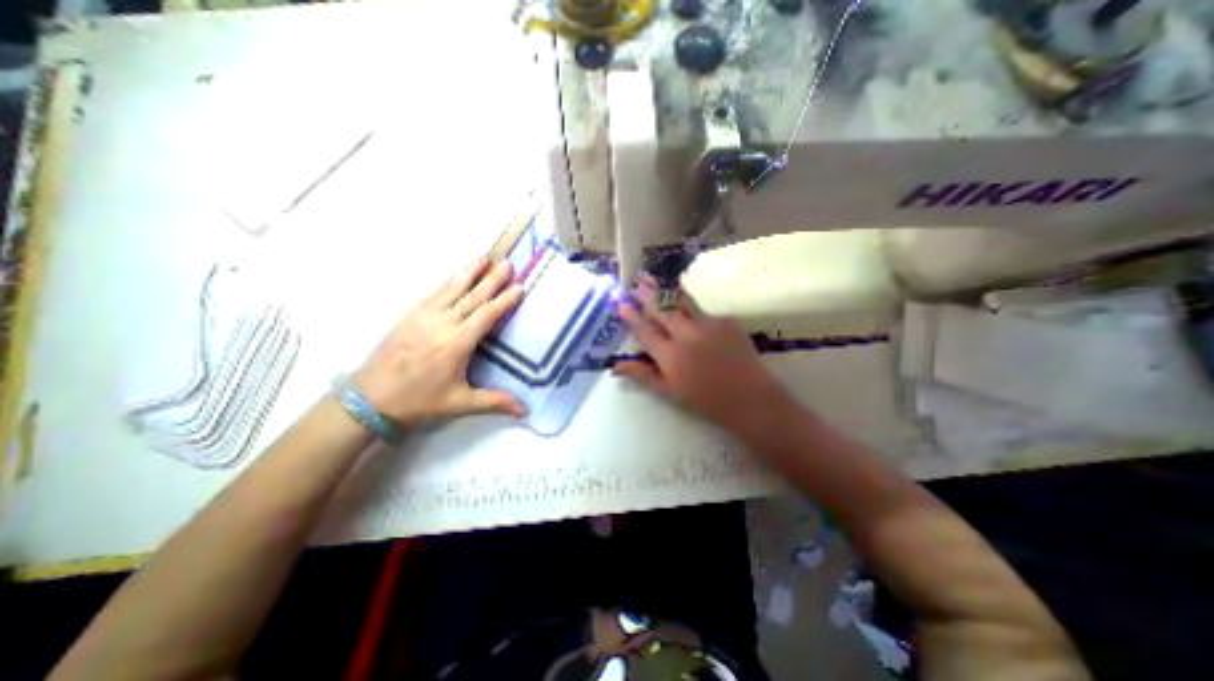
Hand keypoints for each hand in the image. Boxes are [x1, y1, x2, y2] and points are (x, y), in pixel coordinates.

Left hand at [349, 259, 522, 427]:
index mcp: (457, 343)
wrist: (369, 400)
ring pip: (451, 289)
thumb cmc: (419, 402)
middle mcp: (442, 324)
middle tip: (507, 262)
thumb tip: (525, 411)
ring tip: (483, 257)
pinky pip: (432, 293)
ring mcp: (422, 317)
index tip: (519, 286)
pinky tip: (455, 274)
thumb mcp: (460, 404)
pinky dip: (447, 281)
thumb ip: (495, 402)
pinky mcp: (408, 316)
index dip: (504, 300)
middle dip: (491, 279)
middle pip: (471, 296)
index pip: (486, 315)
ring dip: (469, 272)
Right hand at [612, 281, 792, 435]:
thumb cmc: (705, 400)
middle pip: (662, 310)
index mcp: (670, 355)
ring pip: (683, 302)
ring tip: (658, 279)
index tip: (622, 304)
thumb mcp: (669, 391)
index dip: (632, 317)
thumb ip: (642, 374)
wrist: (749, 398)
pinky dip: (695, 312)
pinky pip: (705, 313)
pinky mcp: (727, 321)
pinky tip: (692, 313)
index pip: (645, 331)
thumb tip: (615, 365)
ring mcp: (708, 325)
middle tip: (638, 282)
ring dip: (668, 291)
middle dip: (648, 295)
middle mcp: (686, 335)